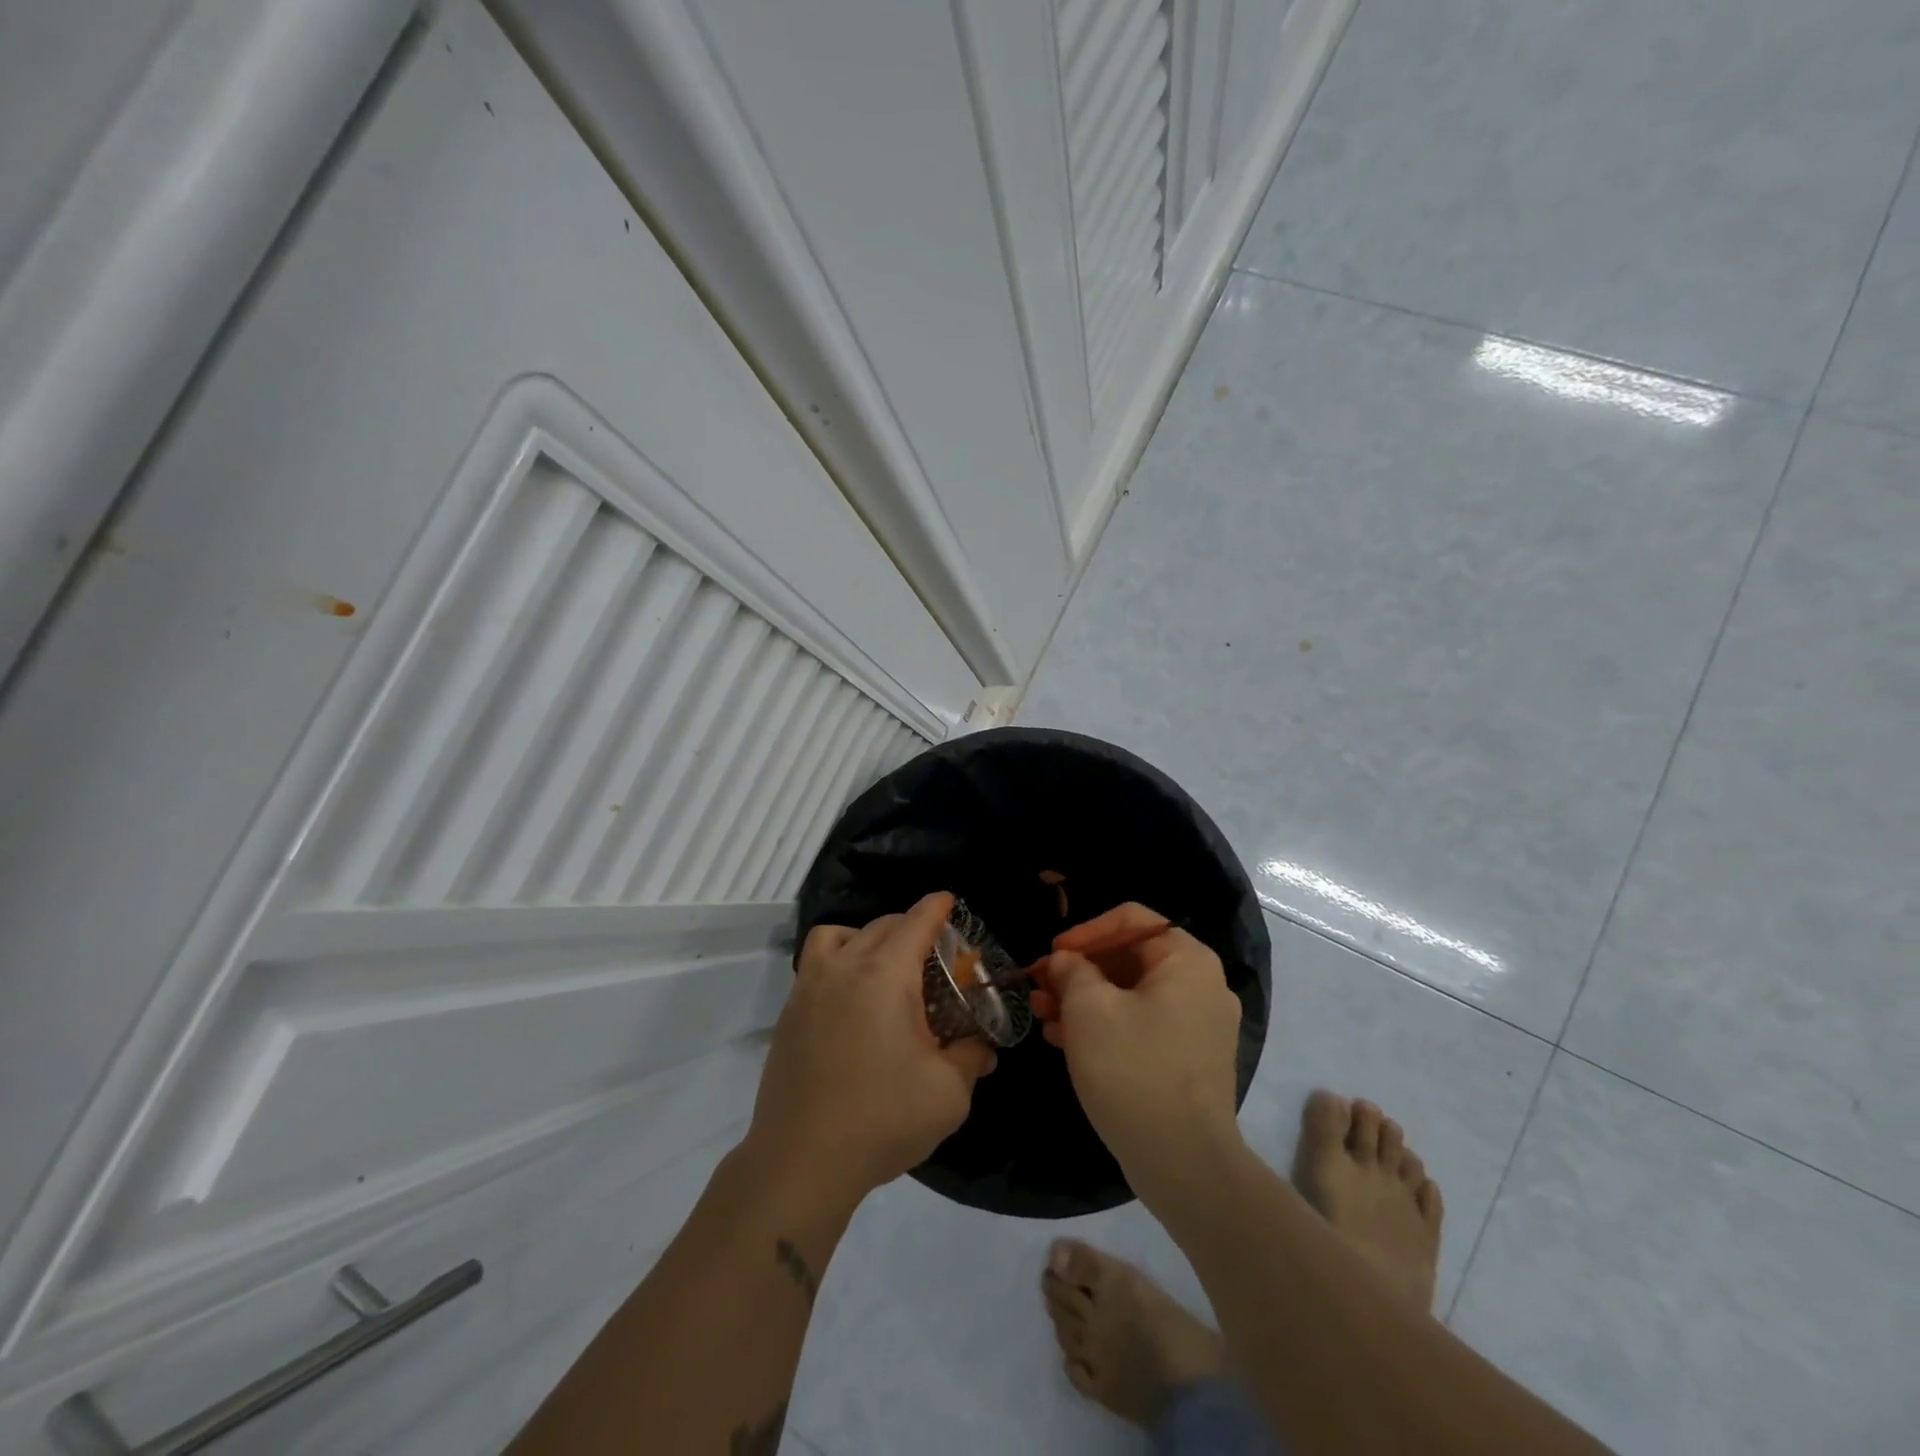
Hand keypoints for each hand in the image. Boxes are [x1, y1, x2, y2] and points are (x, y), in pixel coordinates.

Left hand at [743, 892, 995, 1208]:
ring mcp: (809, 987)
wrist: (801, 1162)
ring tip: (885, 967)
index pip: (915, 922)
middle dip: (911, 927)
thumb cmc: (882, 1120)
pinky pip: (815, 962)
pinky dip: (837, 959)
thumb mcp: (948, 1093)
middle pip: (882, 925)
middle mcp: (844, 967)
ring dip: (867, 936)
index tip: (949, 901)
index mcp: (885, 975)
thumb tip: (982, 1048)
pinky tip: (851, 998)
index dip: (936, 907)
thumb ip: (970, 1058)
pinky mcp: (789, 1012)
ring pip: (838, 934)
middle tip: (934, 955)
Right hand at [1030, 903, 1245, 1201]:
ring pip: (1131, 994)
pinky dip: (1104, 1025)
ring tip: (1042, 1014)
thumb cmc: (1133, 1070)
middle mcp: (1201, 985)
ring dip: (1084, 999)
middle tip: (1039, 986)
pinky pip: (1141, 1024)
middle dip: (1079, 971)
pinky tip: (1064, 1040)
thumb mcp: (1089, 1010)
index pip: (1131, 920)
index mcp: (1187, 960)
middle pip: (1130, 958)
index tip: (1052, 955)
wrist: (1184, 1164)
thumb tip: (1066, 961)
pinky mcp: (1188, 1059)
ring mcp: (1198, 1025)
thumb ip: (1073, 971)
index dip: (1085, 932)